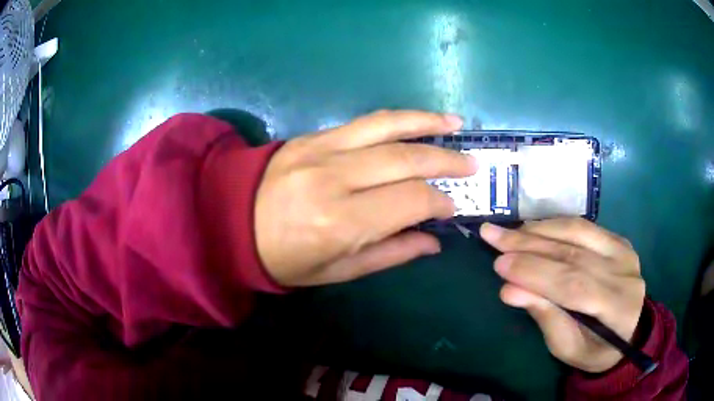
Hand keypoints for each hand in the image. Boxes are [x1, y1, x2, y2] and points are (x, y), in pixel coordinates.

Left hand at [255, 110, 476, 286]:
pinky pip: (363, 122)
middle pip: (405, 159)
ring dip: (427, 123)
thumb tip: (433, 239)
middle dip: (445, 160)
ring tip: (456, 124)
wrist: (229, 221)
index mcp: (340, 222)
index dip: (439, 201)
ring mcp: (321, 149)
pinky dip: (396, 118)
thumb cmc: (283, 258)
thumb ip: (390, 253)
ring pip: (387, 127)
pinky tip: (417, 119)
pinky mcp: (312, 135)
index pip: (411, 200)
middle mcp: (334, 178)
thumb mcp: (336, 272)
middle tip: (471, 165)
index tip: (452, 206)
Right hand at [480, 218, 644, 372]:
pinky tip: (532, 229)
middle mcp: (625, 272)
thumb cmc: (594, 350)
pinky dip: (554, 226)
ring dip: (538, 230)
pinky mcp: (618, 239)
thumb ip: (545, 317)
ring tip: (507, 232)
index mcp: (618, 307)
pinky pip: (583, 226)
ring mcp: (624, 250)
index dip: (536, 273)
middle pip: (574, 253)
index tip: (499, 265)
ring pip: (578, 232)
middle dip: (529, 245)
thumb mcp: (567, 348)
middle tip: (492, 237)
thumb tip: (509, 290)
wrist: (627, 332)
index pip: (574, 285)